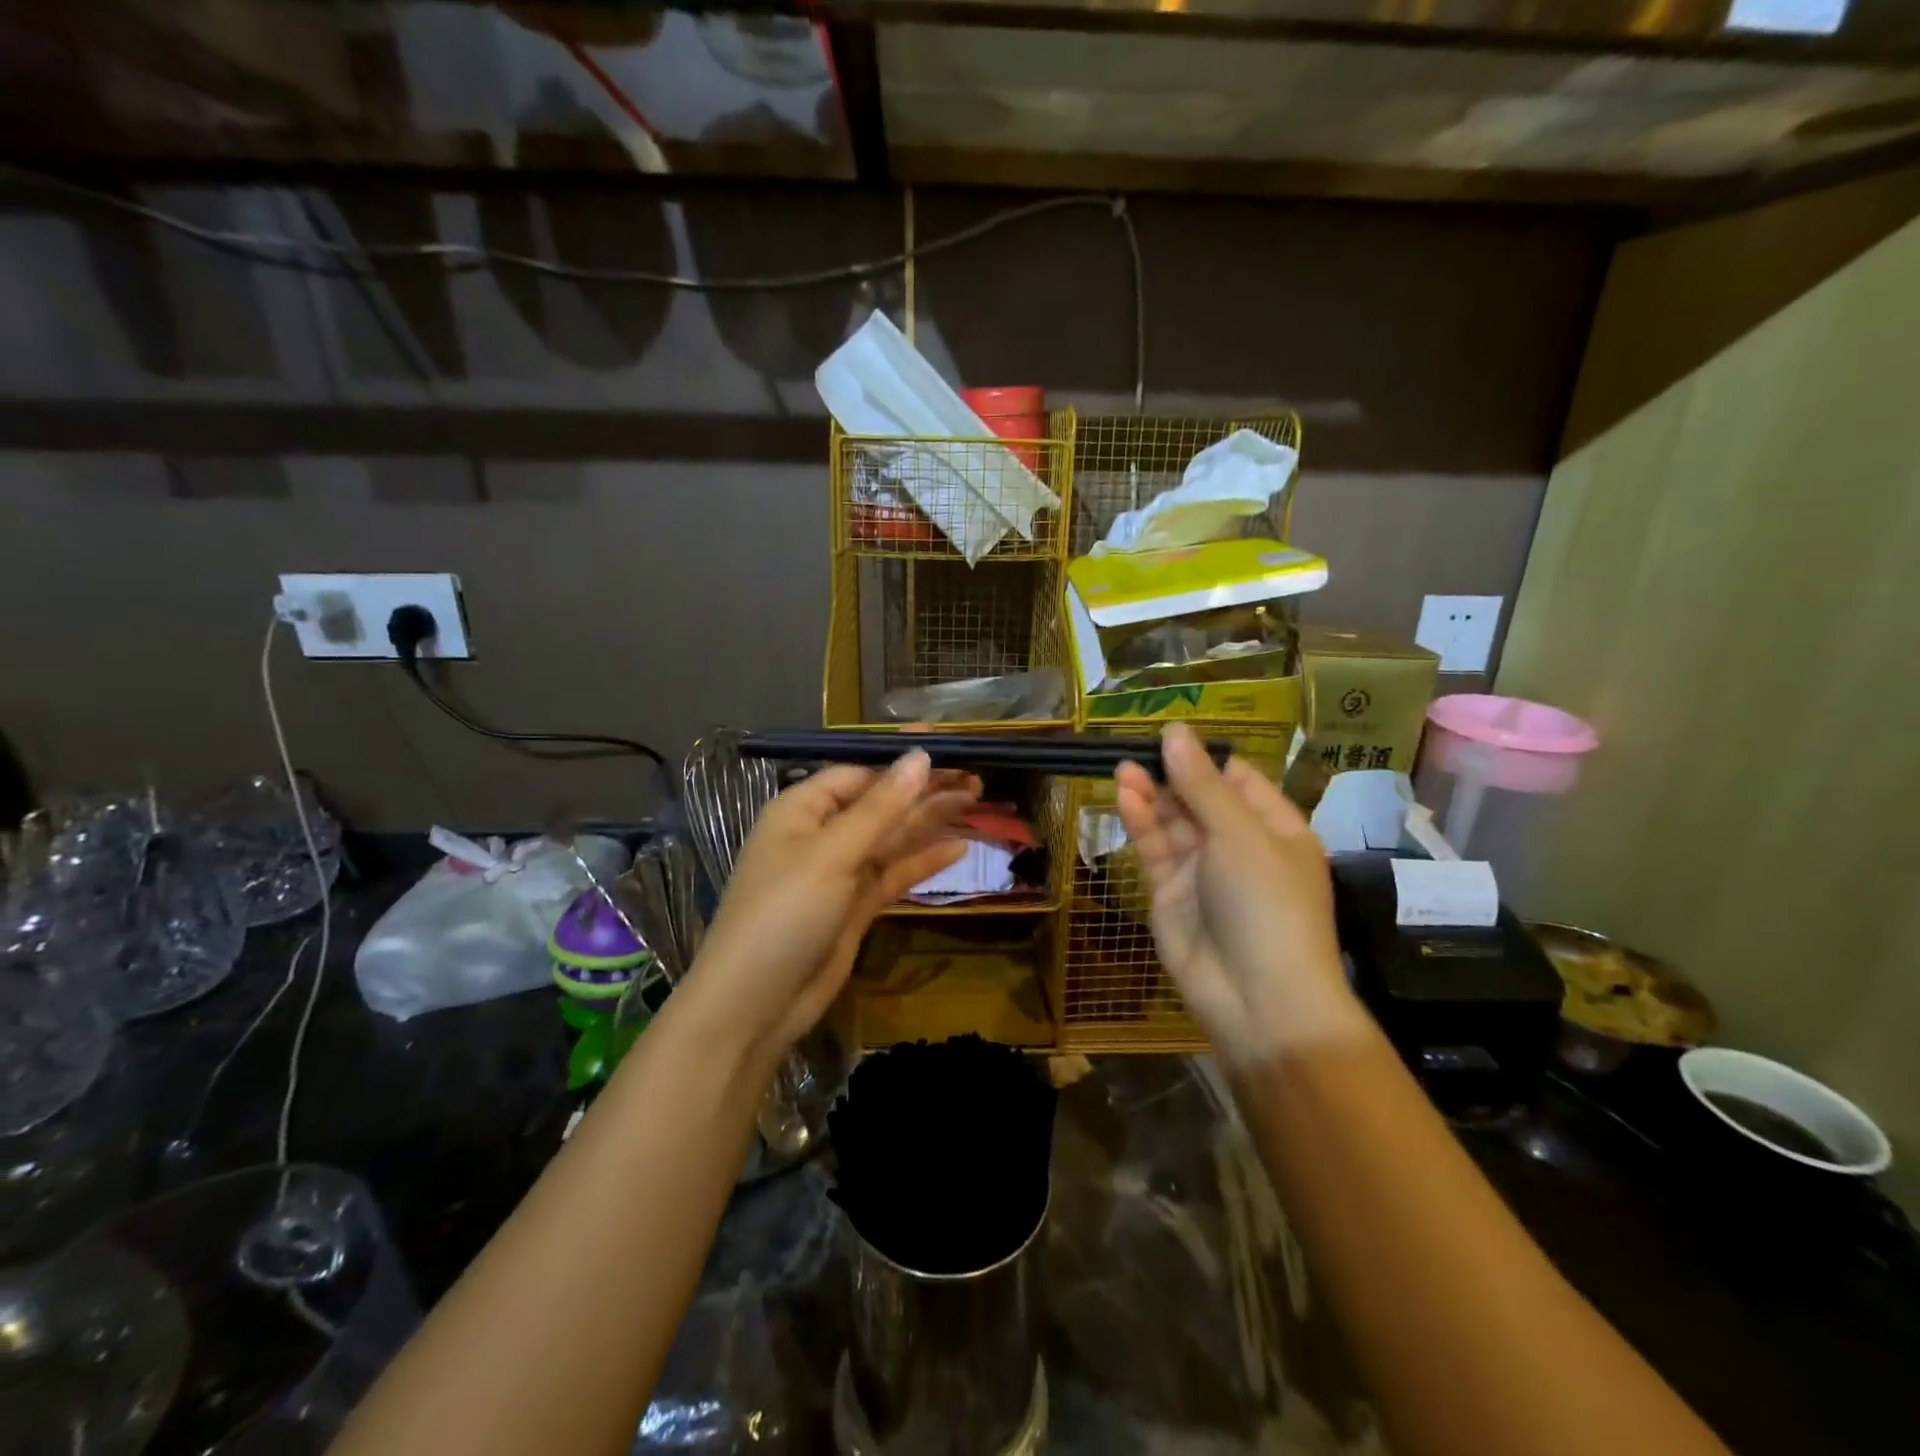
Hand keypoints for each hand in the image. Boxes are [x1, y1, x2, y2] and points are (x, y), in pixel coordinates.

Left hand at [684, 751, 976, 1064]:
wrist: (755, 1005)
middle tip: (977, 780)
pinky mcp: (855, 907)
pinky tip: (959, 849)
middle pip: (880, 804)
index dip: (902, 765)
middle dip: (924, 792)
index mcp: (802, 810)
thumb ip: (881, 808)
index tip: (950, 754)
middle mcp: (821, 835)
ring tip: (978, 802)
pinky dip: (923, 862)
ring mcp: (839, 873)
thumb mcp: (832, 854)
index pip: (859, 774)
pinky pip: (893, 874)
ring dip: (930, 822)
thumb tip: (920, 757)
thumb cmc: (785, 912)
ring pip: (891, 839)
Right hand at [1114, 723, 1363, 1065]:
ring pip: (1173, 822)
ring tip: (1123, 766)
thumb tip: (1174, 730)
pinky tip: (1125, 795)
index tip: (1170, 735)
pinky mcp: (1171, 894)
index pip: (1239, 780)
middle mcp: (1240, 846)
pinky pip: (1155, 850)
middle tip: (1136, 747)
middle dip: (1171, 773)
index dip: (1205, 757)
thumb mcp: (1239, 835)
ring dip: (1151, 794)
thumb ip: (1201, 784)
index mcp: (1276, 830)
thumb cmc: (1266, 905)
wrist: (1257, 1000)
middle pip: (1200, 798)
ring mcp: (1203, 872)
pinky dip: (1141, 823)